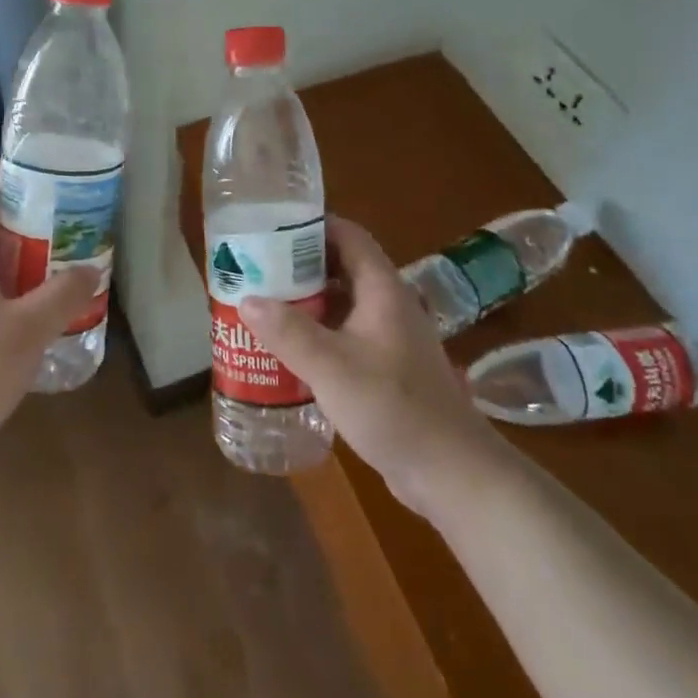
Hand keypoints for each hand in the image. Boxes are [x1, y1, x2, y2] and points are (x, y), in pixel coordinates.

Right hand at [238, 216, 494, 516]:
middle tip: (256, 269)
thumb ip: (289, 332)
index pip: (348, 235)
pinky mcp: (387, 367)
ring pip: (343, 303)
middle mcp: (388, 304)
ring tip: (263, 305)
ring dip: (307, 301)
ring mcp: (390, 337)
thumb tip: (246, 298)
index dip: (312, 225)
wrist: (451, 472)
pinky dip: (318, 333)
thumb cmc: (393, 407)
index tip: (270, 228)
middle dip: (299, 265)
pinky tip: (289, 350)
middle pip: (341, 267)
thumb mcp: (332, 367)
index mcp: (382, 289)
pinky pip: (346, 335)